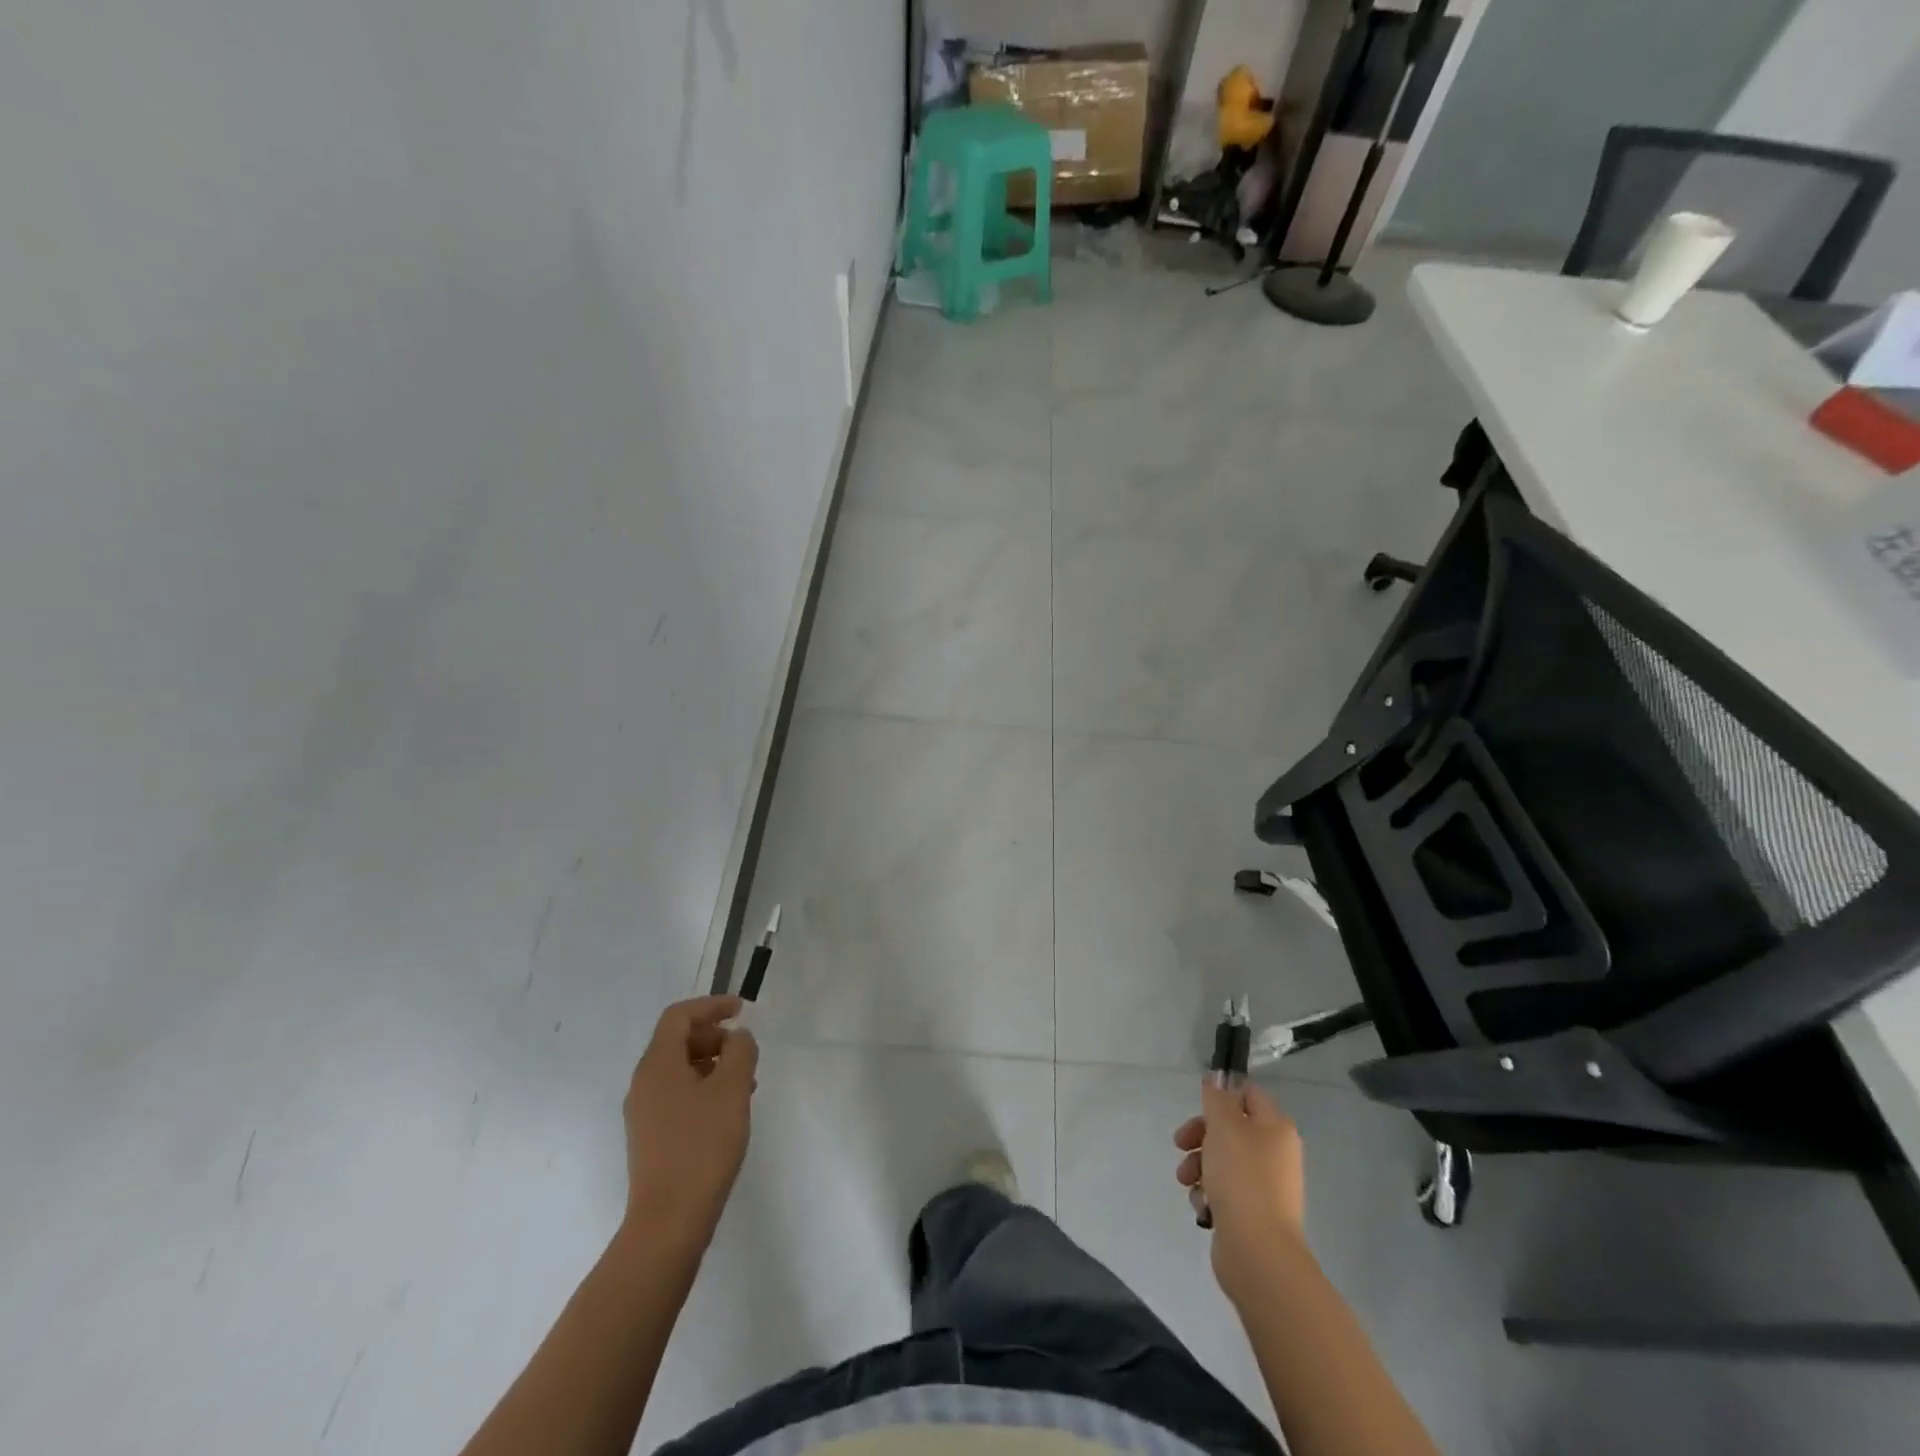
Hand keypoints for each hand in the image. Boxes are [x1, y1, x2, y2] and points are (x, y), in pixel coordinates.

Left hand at [622, 995, 757, 1248]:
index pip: (679, 1016)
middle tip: (746, 1049)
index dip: (711, 1006)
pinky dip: (705, 1088)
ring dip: (713, 1064)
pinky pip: (678, 1095)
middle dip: (714, 1036)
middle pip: (677, 1041)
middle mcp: (644, 1083)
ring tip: (747, 1081)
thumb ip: (740, 1051)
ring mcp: (644, 1112)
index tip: (742, 1010)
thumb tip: (738, 1037)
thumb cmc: (702, 1146)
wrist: (669, 1221)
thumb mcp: (732, 1089)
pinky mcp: (651, 1137)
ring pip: (680, 1070)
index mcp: (657, 1065)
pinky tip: (730, 1109)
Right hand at [1174, 1080, 1307, 1305]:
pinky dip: (1208, 1193)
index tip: (1198, 1106)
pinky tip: (1201, 1204)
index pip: (1249, 1095)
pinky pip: (1224, 1191)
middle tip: (1181, 1143)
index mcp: (1276, 1128)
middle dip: (1200, 1135)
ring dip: (1198, 1166)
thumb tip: (1216, 1080)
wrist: (1258, 1252)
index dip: (1222, 1096)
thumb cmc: (1242, 1177)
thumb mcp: (1223, 1126)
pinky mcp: (1252, 1214)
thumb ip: (1216, 1099)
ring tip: (1186, 1180)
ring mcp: (1265, 1186)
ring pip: (1222, 1161)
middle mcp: (1275, 1154)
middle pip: (1230, 1129)